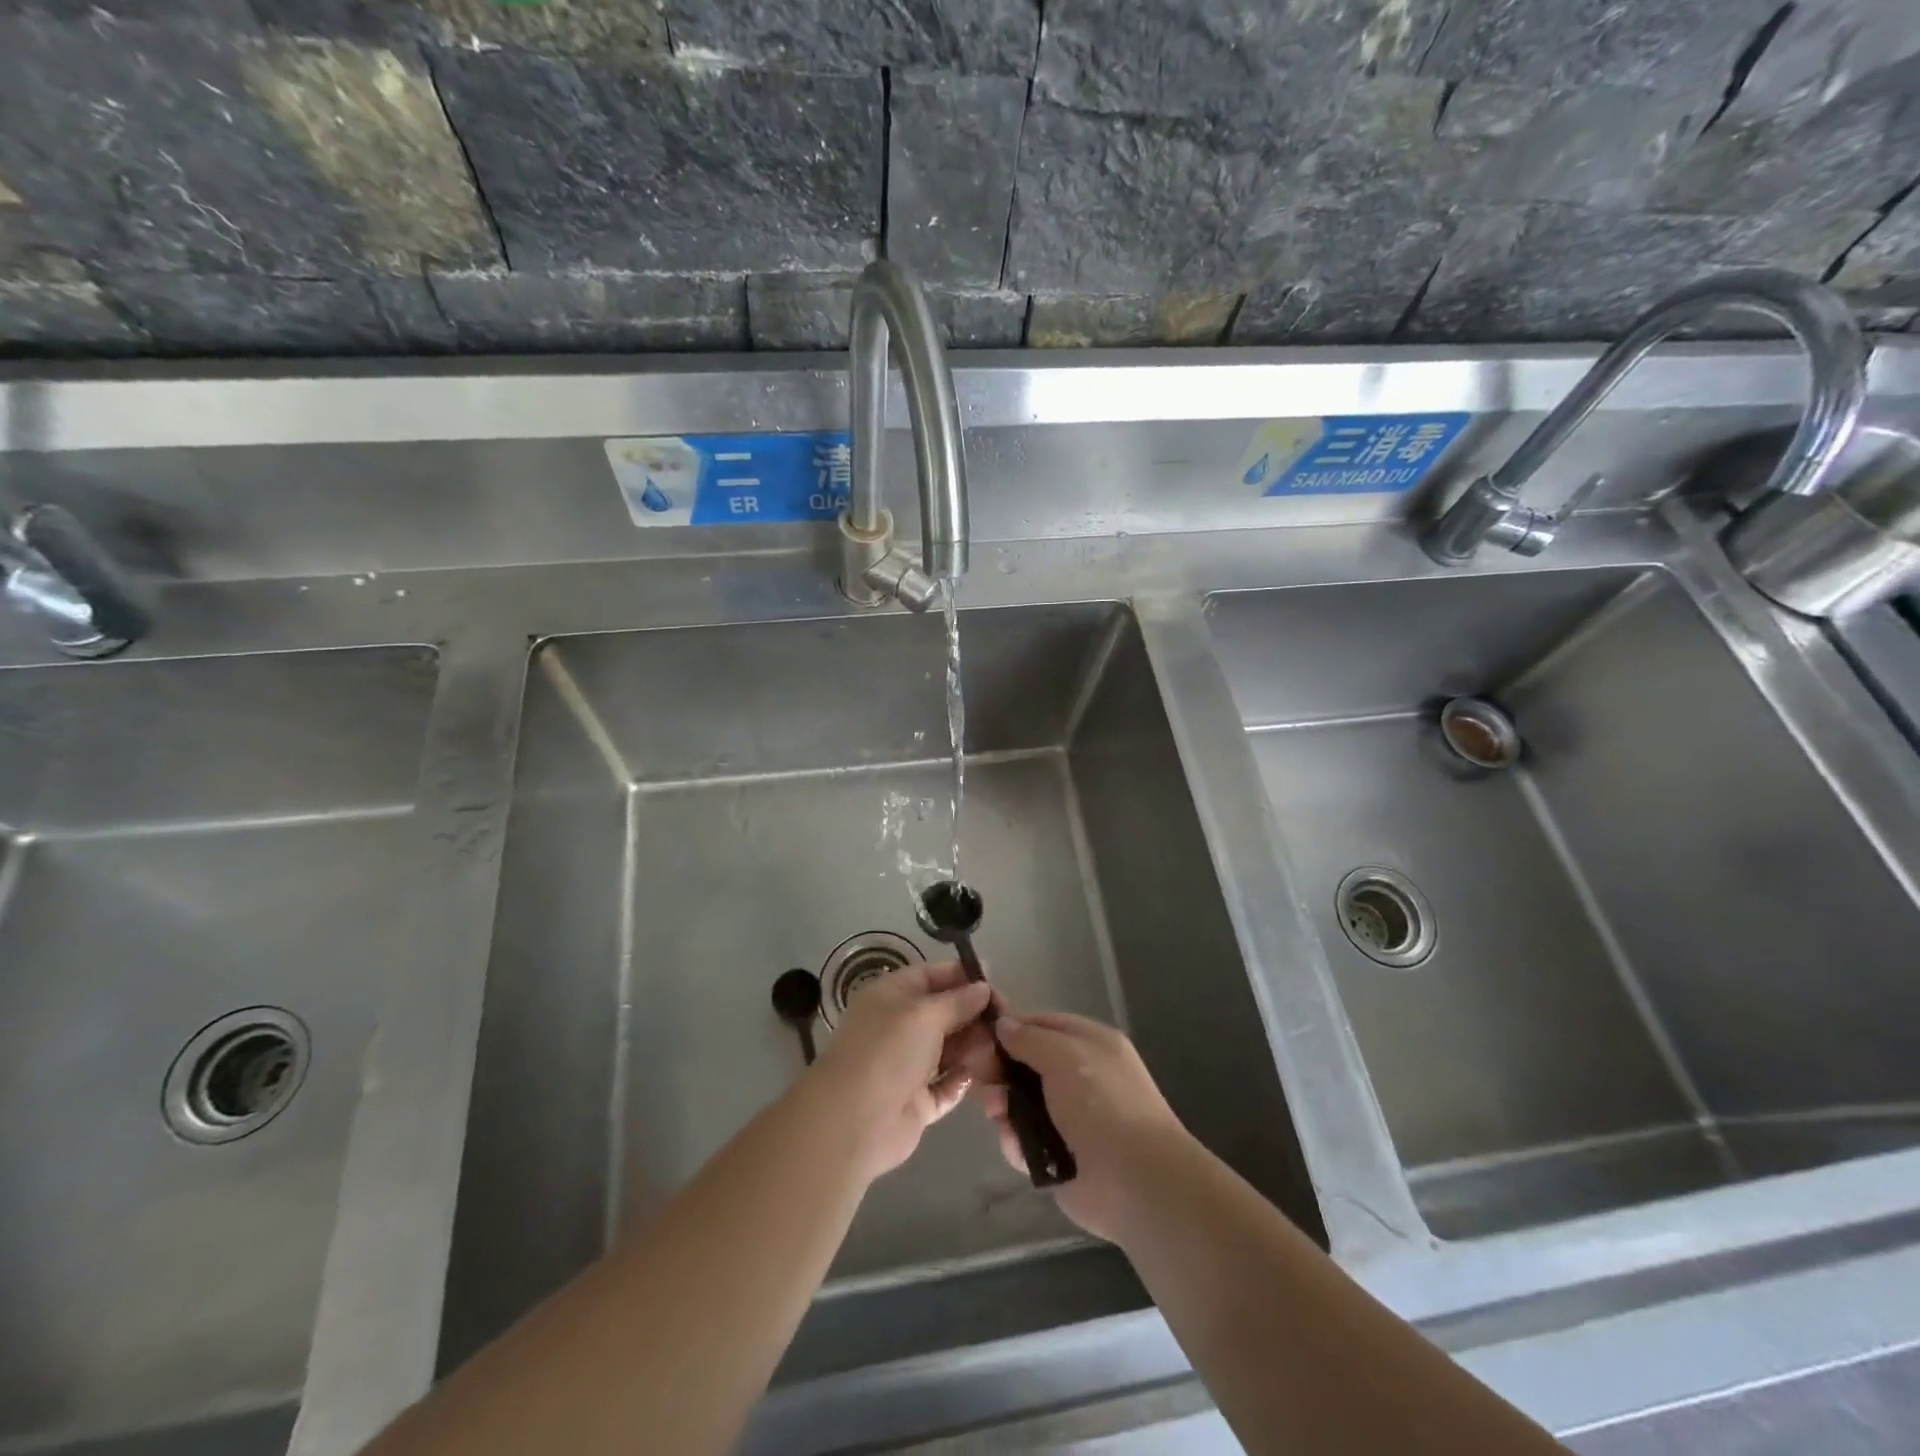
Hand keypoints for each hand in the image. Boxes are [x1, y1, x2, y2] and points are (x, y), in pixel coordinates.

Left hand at [810, 961, 996, 1182]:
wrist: (854, 1121)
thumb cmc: (888, 1051)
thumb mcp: (925, 1014)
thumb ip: (958, 1001)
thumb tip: (983, 988)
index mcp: (892, 996)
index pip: (932, 976)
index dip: (963, 976)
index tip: (995, 982)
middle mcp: (899, 1026)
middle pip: (945, 1013)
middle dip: (974, 1015)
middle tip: (1006, 1021)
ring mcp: (908, 1065)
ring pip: (950, 1049)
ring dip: (974, 1048)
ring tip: (1001, 1050)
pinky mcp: (917, 1101)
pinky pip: (948, 1085)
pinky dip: (965, 1080)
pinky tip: (987, 1077)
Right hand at [975, 1012, 1192, 1242]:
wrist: (1136, 1182)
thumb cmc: (1102, 1104)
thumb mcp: (1065, 1056)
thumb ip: (1029, 1038)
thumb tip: (1003, 1024)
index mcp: (1090, 1044)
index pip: (1043, 1024)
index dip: (1011, 1027)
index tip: (979, 1036)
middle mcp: (1080, 1077)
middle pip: (1028, 1064)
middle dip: (1002, 1072)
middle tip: (982, 1081)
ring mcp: (1070, 1119)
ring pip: (1022, 1104)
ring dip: (1005, 1107)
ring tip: (997, 1115)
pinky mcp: (1059, 1157)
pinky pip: (1026, 1141)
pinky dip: (1016, 1143)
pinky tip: (1015, 1145)